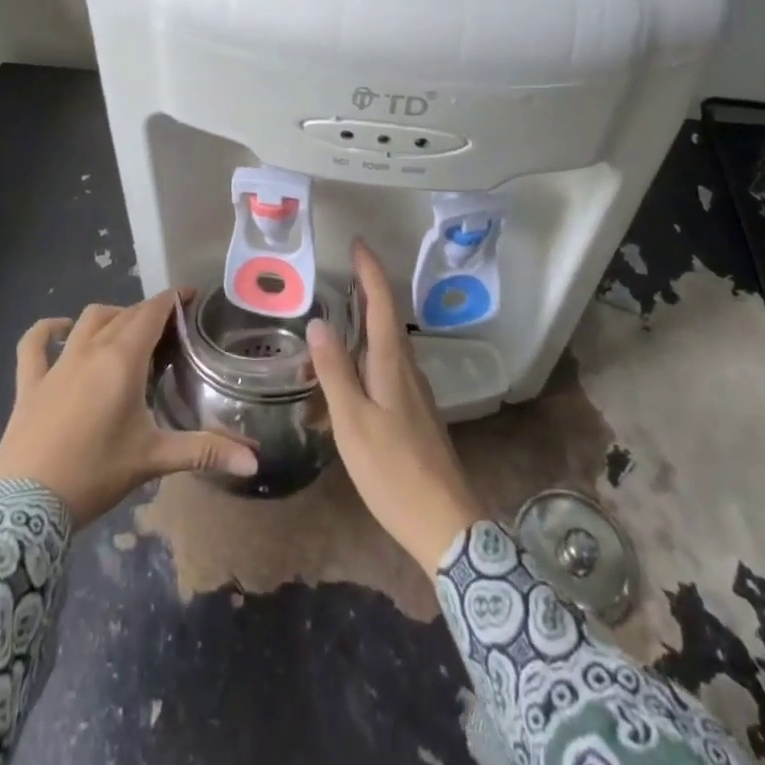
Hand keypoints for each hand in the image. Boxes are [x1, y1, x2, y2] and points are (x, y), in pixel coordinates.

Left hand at [0, 291, 257, 523]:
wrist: (24, 507)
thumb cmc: (95, 474)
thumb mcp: (153, 459)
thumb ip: (204, 451)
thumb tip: (254, 459)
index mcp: (122, 359)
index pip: (152, 312)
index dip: (173, 300)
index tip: (192, 298)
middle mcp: (90, 349)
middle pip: (125, 314)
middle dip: (149, 313)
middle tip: (170, 331)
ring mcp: (57, 364)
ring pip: (88, 320)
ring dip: (111, 316)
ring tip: (127, 331)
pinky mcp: (30, 383)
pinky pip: (34, 344)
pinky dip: (47, 330)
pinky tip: (59, 329)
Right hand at [307, 240, 485, 572]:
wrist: (445, 523)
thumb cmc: (393, 470)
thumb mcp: (353, 422)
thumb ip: (335, 372)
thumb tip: (318, 322)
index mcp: (393, 363)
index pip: (382, 303)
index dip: (370, 270)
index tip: (357, 242)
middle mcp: (408, 368)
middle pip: (388, 317)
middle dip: (369, 287)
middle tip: (346, 267)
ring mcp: (414, 391)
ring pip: (389, 342)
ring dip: (370, 318)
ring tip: (344, 309)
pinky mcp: (414, 412)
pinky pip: (389, 366)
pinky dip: (370, 351)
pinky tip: (355, 367)